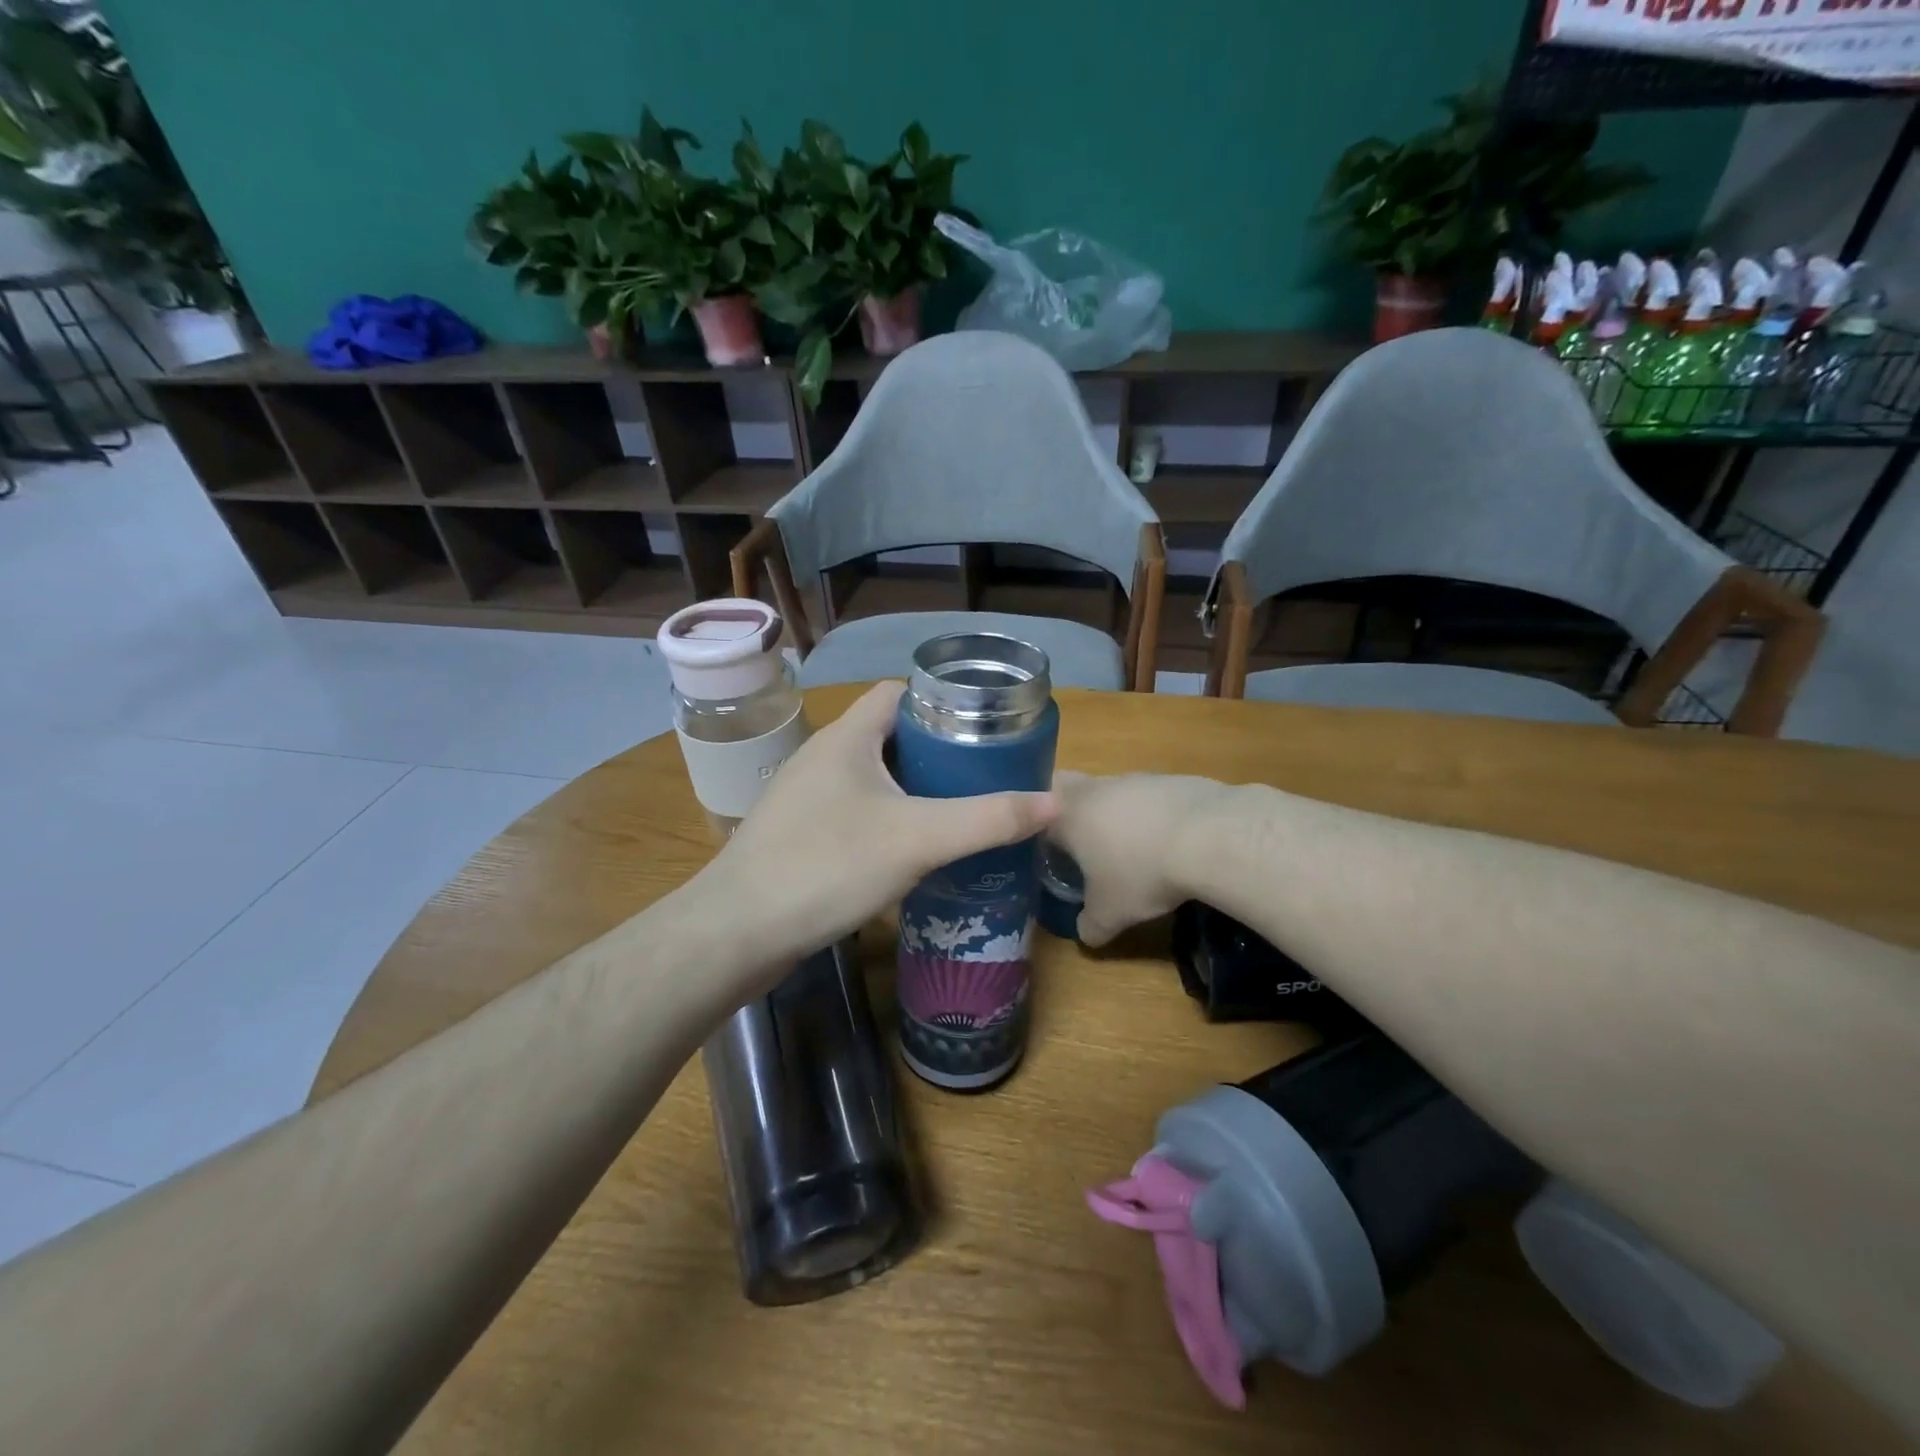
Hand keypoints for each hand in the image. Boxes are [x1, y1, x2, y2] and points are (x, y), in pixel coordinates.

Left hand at [695, 681, 1056, 987]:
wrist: (737, 933)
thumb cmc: (827, 866)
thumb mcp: (918, 839)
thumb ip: (988, 819)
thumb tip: (1055, 803)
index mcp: (847, 737)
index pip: (900, 692)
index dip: (944, 703)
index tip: (985, 729)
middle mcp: (824, 756)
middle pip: (891, 735)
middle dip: (939, 751)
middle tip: (984, 776)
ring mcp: (807, 796)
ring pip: (874, 776)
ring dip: (915, 788)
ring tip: (959, 811)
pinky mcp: (800, 833)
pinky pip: (856, 811)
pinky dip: (889, 819)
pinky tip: (912, 852)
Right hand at [1050, 771, 1231, 945]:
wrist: (1208, 837)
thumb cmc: (1142, 873)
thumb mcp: (1110, 914)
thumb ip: (1091, 925)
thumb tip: (1085, 934)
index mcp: (1069, 815)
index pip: (1037, 814)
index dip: (1038, 832)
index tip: (1047, 852)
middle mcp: (1096, 789)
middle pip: (1069, 788)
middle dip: (1071, 810)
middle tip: (1082, 841)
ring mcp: (1136, 779)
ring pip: (1113, 790)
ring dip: (1116, 812)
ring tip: (1133, 846)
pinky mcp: (1173, 779)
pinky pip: (1151, 796)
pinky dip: (1153, 814)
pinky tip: (1171, 840)